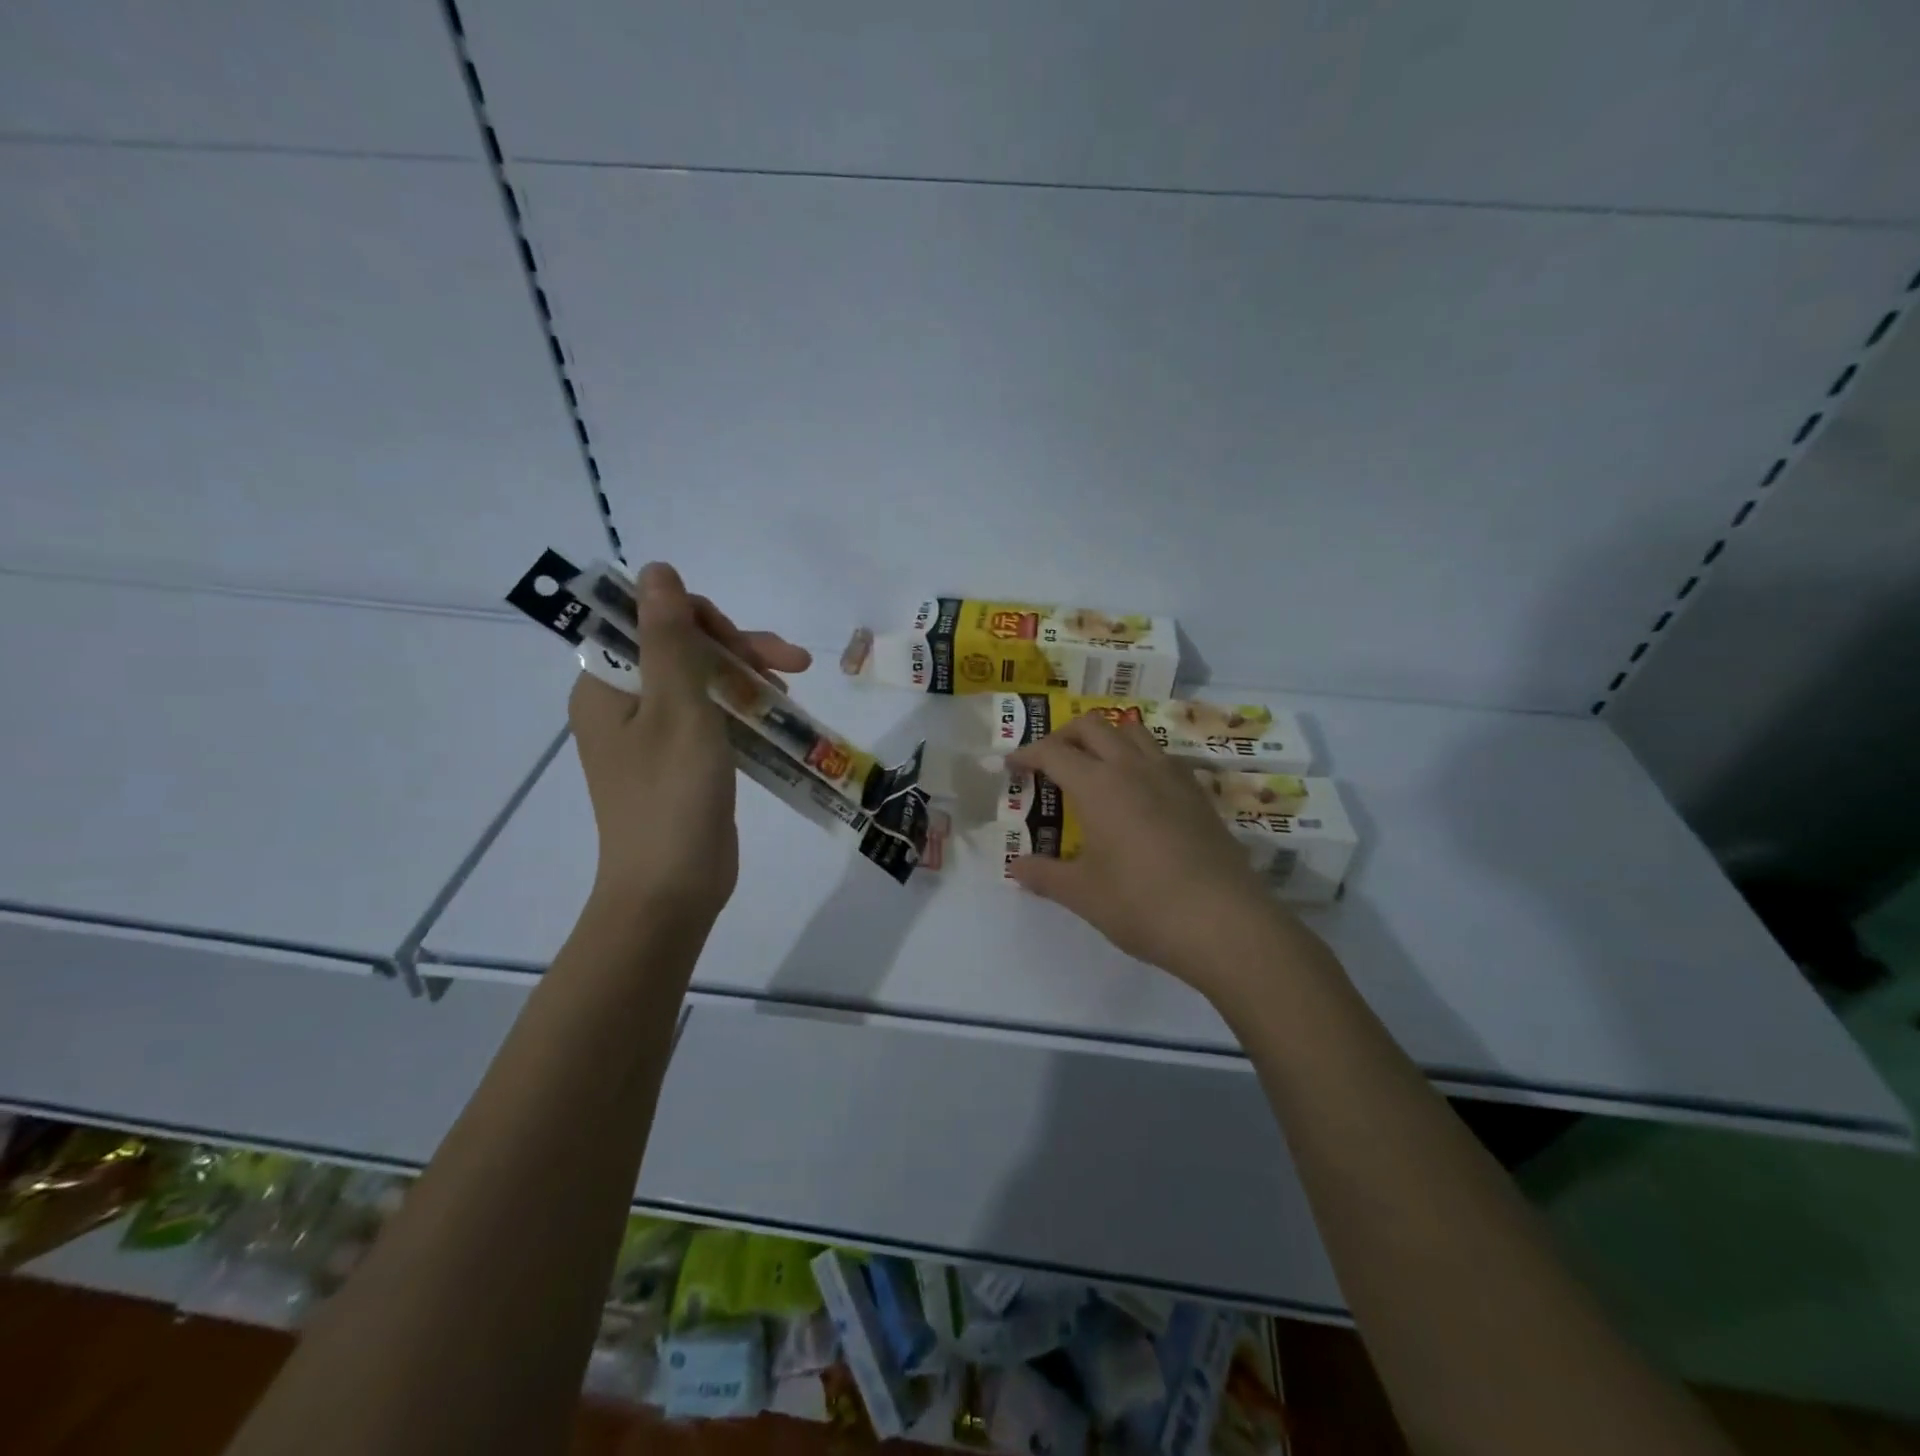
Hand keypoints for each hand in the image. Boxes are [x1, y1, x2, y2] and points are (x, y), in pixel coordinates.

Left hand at [568, 562, 810, 932]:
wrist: (671, 890)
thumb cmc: (672, 796)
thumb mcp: (678, 707)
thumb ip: (670, 636)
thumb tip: (657, 569)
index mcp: (605, 686)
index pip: (648, 622)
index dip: (699, 619)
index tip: (743, 643)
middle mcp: (622, 704)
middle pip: (681, 650)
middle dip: (738, 649)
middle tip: (793, 662)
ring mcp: (652, 735)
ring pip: (701, 681)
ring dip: (747, 676)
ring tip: (793, 687)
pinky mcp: (680, 760)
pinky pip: (710, 715)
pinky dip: (742, 708)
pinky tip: (777, 711)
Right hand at [1007, 713, 1286, 994]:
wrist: (1224, 922)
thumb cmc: (1142, 905)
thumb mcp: (1083, 894)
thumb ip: (1044, 875)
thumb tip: (1016, 867)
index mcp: (1098, 785)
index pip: (1053, 752)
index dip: (1026, 754)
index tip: (1010, 766)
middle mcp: (1133, 767)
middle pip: (1092, 726)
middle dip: (1063, 735)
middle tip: (1048, 762)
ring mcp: (1171, 776)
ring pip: (1132, 731)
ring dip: (1105, 738)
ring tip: (1092, 767)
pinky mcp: (1198, 793)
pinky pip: (1161, 756)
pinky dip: (1138, 757)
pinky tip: (1137, 792)